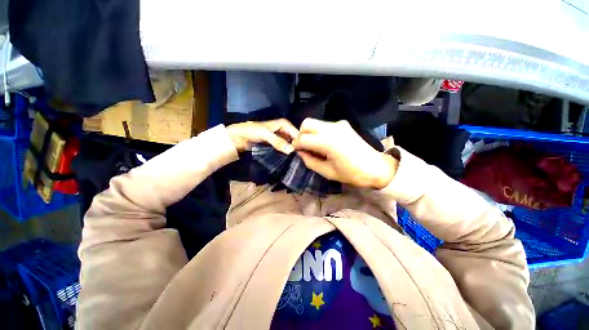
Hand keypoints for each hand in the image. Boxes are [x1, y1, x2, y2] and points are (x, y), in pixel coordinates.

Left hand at [227, 119, 298, 153]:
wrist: (239, 138)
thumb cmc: (251, 132)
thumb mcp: (265, 135)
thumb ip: (278, 142)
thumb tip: (291, 150)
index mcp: (284, 124)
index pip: (298, 133)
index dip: (301, 143)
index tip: (303, 154)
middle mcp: (285, 130)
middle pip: (295, 140)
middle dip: (297, 148)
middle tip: (300, 159)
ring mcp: (281, 138)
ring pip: (291, 145)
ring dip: (292, 152)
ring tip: (296, 161)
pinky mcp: (277, 145)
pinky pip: (285, 149)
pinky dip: (287, 154)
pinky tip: (290, 160)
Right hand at [292, 118, 397, 188]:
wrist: (376, 168)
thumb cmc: (352, 174)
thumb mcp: (327, 172)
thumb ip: (310, 161)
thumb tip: (300, 152)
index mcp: (328, 142)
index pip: (303, 138)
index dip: (296, 145)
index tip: (297, 152)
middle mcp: (332, 128)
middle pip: (307, 123)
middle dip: (301, 134)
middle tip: (305, 147)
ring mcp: (339, 124)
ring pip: (315, 123)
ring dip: (310, 133)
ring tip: (315, 147)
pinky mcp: (343, 124)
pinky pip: (324, 125)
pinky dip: (319, 132)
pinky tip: (324, 143)